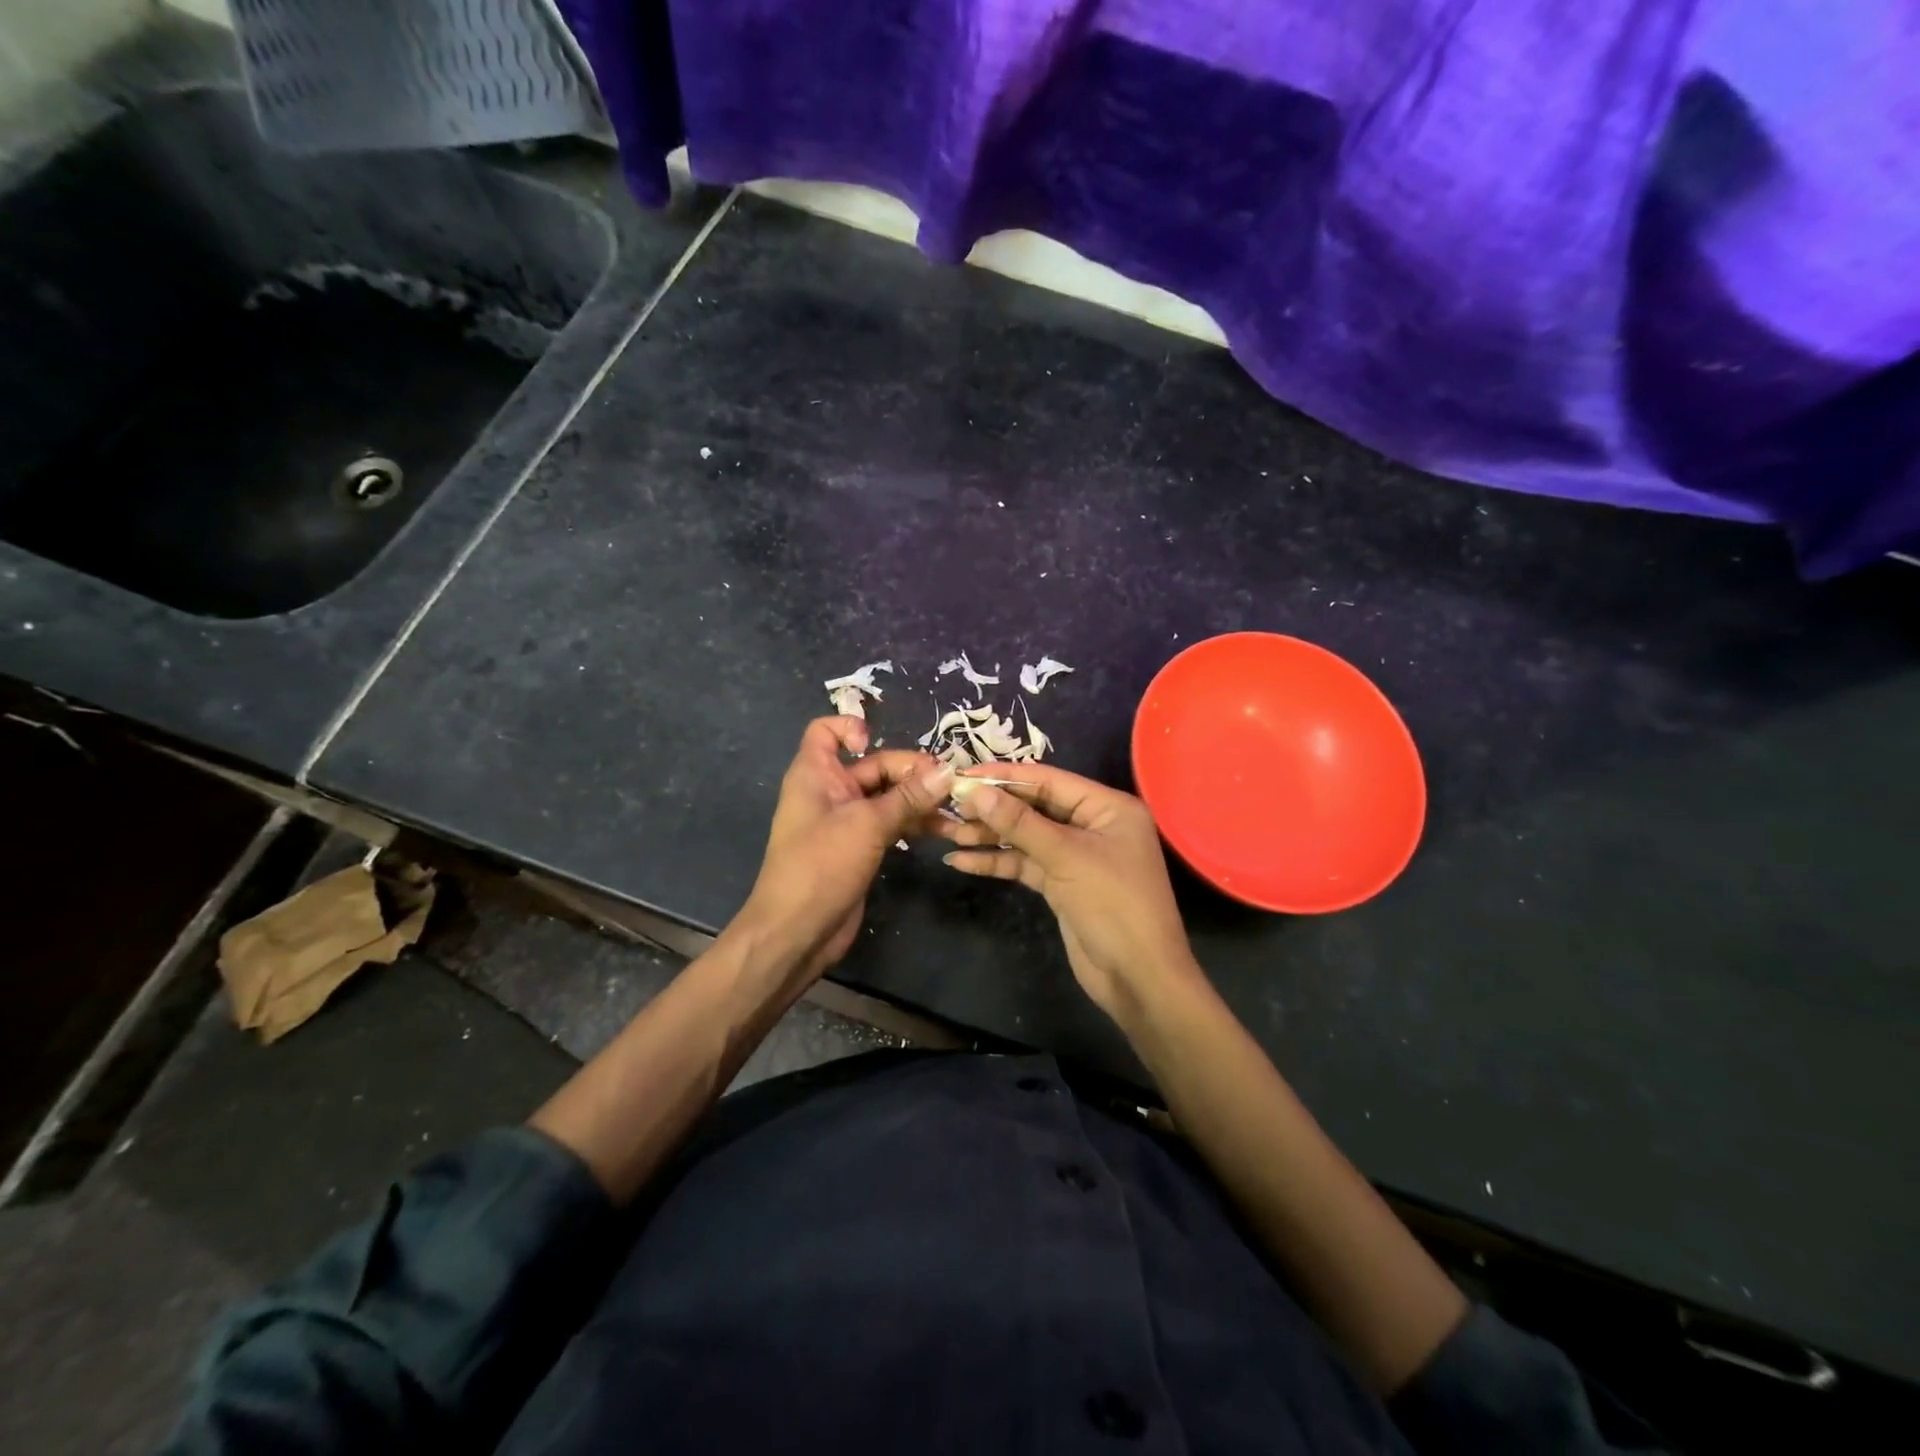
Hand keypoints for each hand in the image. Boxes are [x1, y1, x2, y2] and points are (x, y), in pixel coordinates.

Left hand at [734, 717, 953, 982]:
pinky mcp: (860, 848)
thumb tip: (949, 771)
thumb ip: (909, 797)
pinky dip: (913, 823)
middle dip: (910, 772)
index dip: (851, 728)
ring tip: (956, 809)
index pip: (826, 731)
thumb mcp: (867, 825)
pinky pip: (891, 824)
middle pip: (874, 765)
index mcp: (816, 774)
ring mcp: (846, 822)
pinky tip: (943, 830)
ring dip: (919, 800)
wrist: (796, 933)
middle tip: (950, 784)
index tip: (878, 744)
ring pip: (887, 797)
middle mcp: (830, 792)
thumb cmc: (821, 866)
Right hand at [939, 766, 1201, 1022]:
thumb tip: (977, 790)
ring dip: (989, 835)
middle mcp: (1093, 824)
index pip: (1048, 781)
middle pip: (1034, 807)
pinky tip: (962, 862)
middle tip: (949, 804)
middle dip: (993, 808)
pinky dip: (997, 862)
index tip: (963, 775)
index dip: (1004, 777)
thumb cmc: (1113, 904)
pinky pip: (1025, 864)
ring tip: (947, 832)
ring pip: (1025, 837)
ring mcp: (1076, 855)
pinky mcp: (1061, 884)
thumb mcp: (1066, 857)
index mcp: (1107, 807)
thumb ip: (1020, 823)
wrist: (1138, 977)